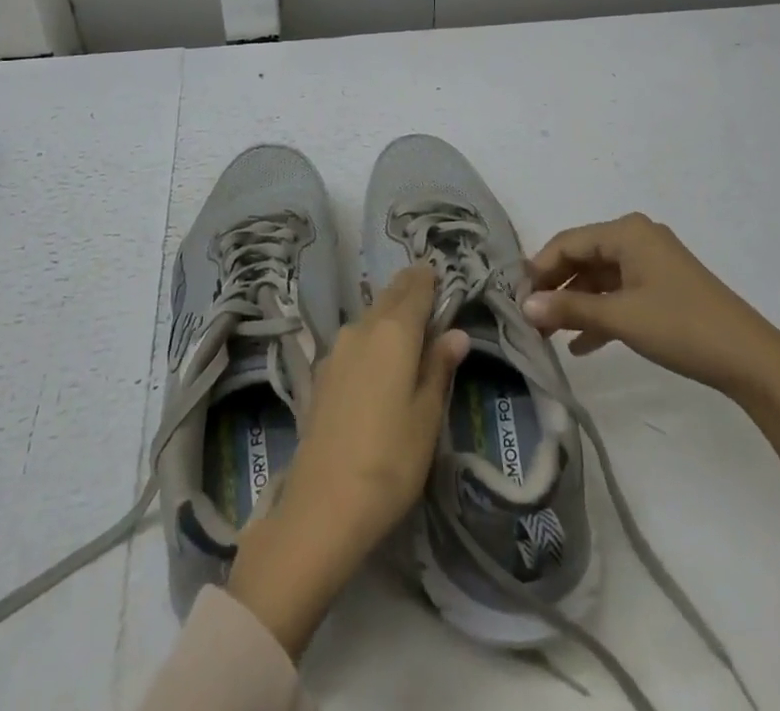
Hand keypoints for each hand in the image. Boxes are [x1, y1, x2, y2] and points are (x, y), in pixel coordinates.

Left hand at [227, 265, 467, 656]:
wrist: (323, 506)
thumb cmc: (390, 460)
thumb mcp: (427, 416)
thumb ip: (439, 367)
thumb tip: (457, 332)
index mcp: (394, 332)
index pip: (416, 290)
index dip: (430, 279)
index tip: (440, 272)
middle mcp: (362, 328)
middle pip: (390, 297)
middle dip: (409, 288)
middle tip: (427, 284)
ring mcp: (337, 350)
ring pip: (370, 316)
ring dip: (389, 310)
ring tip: (408, 317)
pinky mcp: (323, 373)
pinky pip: (355, 338)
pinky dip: (372, 333)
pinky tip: (379, 351)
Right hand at [524, 213, 779, 404]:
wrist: (751, 360)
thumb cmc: (681, 326)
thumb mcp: (620, 317)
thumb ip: (570, 309)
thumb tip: (524, 306)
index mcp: (626, 232)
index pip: (567, 242)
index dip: (538, 269)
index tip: (515, 299)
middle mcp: (637, 238)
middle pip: (582, 257)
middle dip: (555, 288)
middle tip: (529, 318)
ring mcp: (652, 263)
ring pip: (599, 278)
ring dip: (575, 304)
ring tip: (548, 335)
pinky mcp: (662, 287)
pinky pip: (619, 294)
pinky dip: (600, 314)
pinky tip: (581, 346)